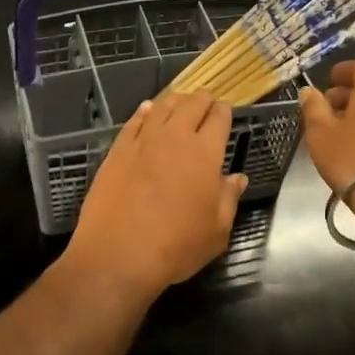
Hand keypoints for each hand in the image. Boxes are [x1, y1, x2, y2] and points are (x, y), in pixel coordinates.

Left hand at [62, 91, 246, 304]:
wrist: (117, 255)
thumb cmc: (176, 246)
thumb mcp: (216, 231)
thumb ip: (228, 199)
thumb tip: (237, 178)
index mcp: (205, 153)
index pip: (219, 118)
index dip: (224, 112)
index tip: (225, 114)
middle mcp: (174, 137)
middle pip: (191, 104)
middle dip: (202, 100)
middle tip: (206, 104)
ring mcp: (142, 141)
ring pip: (162, 107)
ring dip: (175, 102)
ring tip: (179, 102)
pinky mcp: (117, 150)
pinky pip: (134, 121)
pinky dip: (145, 112)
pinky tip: (147, 111)